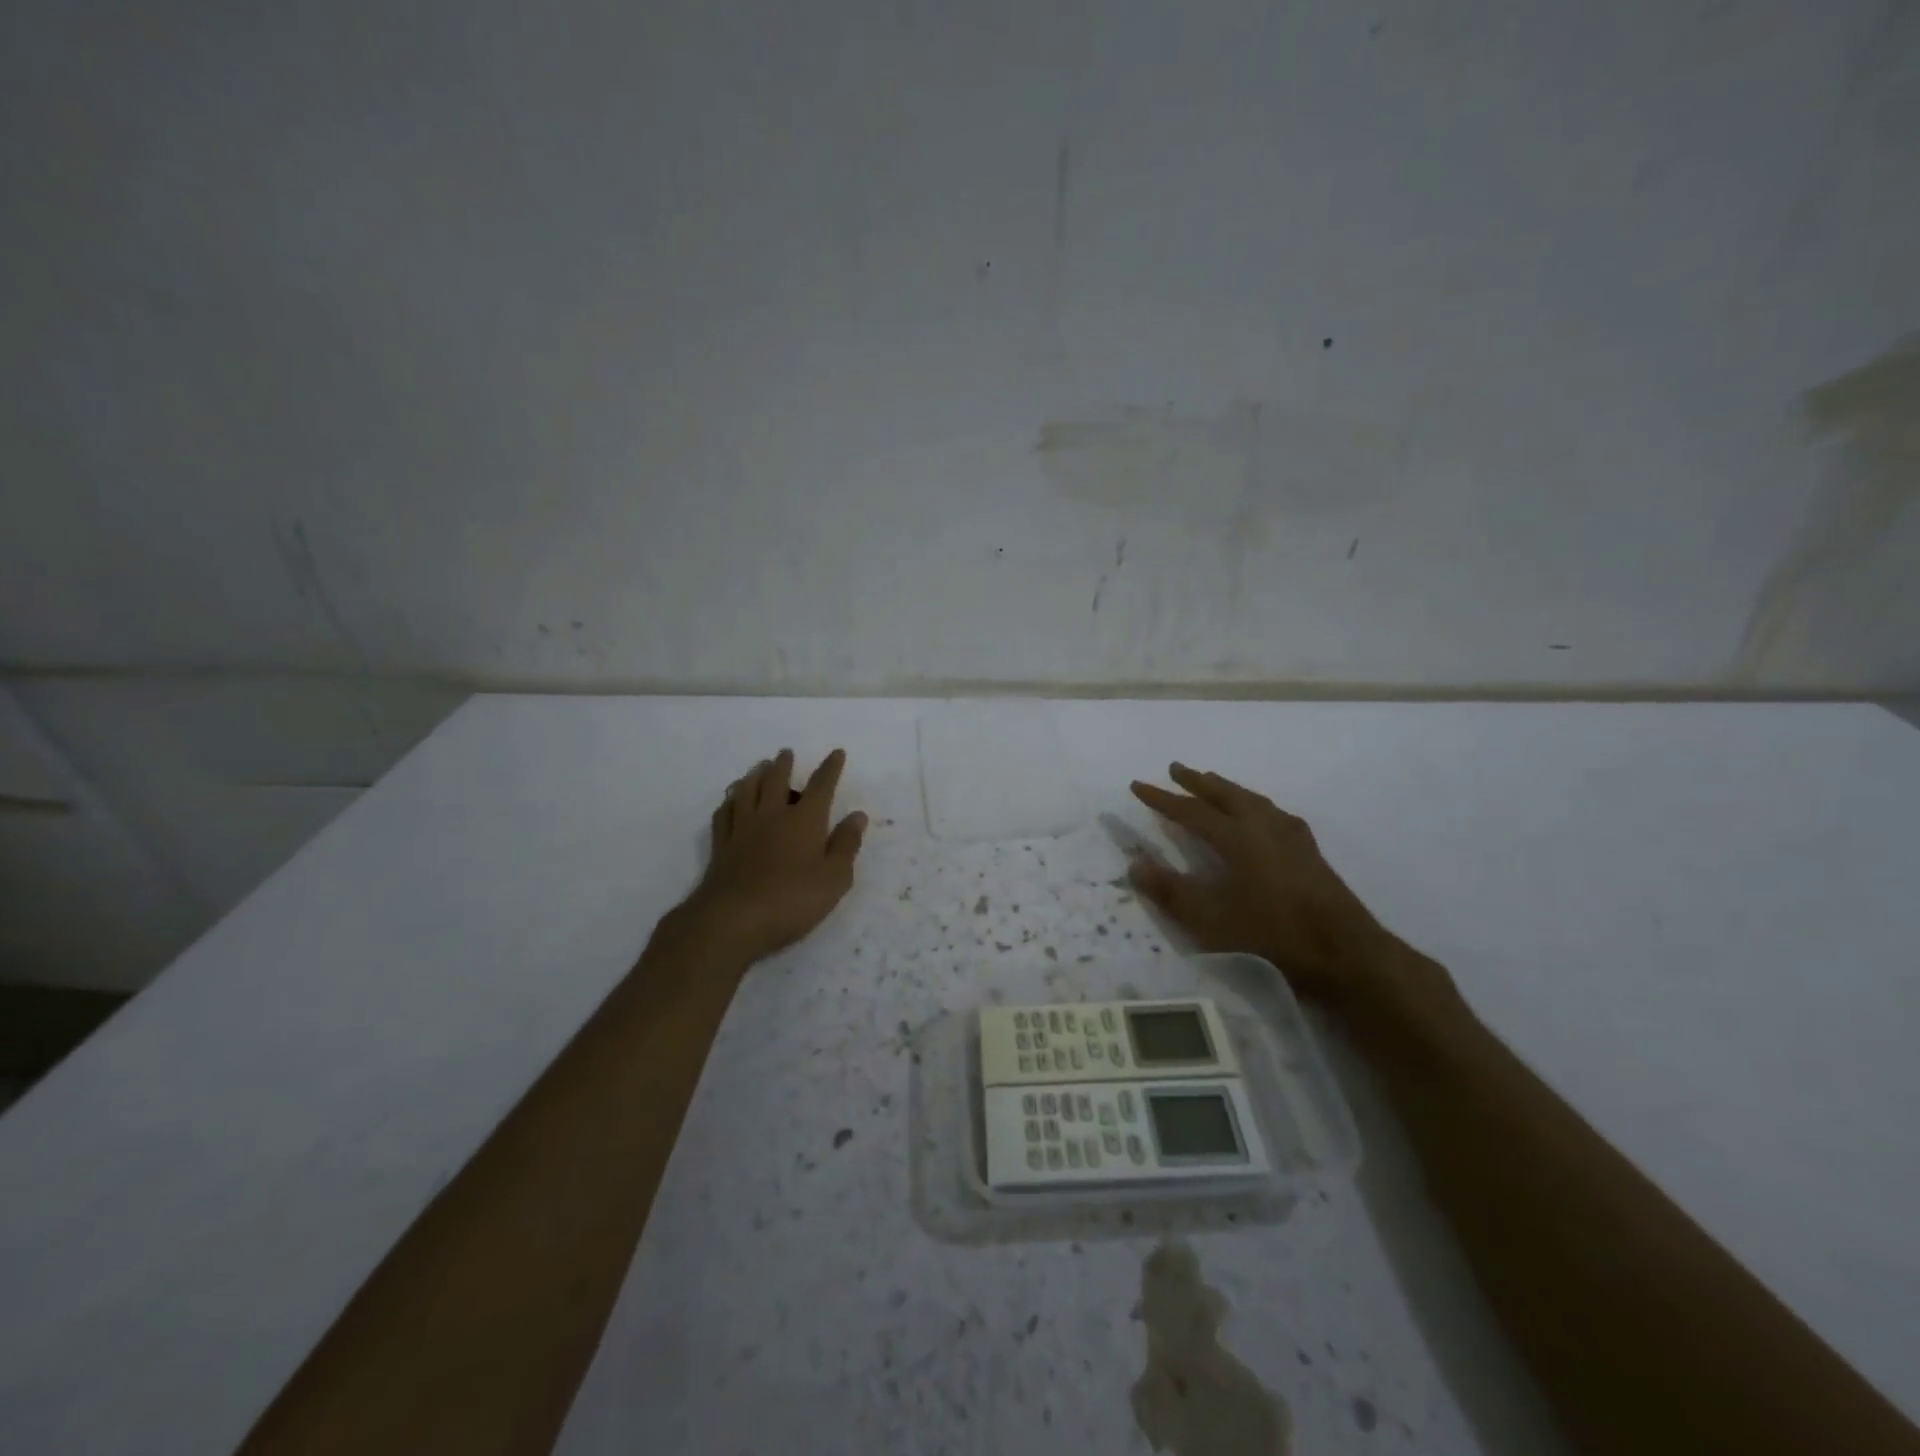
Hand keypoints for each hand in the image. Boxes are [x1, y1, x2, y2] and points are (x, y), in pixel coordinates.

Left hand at [681, 749, 866, 964]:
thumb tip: (857, 816)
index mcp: (804, 820)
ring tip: (759, 766)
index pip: (821, 786)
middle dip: (784, 765)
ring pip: (747, 790)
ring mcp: (743, 828)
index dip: (830, 768)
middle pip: (777, 780)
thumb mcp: (834, 878)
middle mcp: (772, 815)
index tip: (836, 753)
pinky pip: (724, 812)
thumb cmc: (792, 900)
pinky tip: (731, 799)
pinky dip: (730, 800)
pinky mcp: (722, 845)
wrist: (733, 920)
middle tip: (786, 753)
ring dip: (755, 774)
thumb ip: (846, 845)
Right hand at [1128, 763, 1390, 1008]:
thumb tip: (1134, 865)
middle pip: (1224, 794)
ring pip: (1252, 800)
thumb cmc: (1269, 932)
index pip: (1190, 810)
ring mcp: (1290, 835)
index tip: (1137, 785)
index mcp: (1237, 836)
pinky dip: (1254, 805)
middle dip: (1197, 781)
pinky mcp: (1308, 850)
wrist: (1340, 948)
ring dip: (1227, 789)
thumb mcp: (1209, 918)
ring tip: (1213, 783)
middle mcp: (1263, 826)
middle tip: (1176, 768)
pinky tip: (1260, 815)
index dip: (1161, 798)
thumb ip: (1169, 891)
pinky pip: (1273, 813)